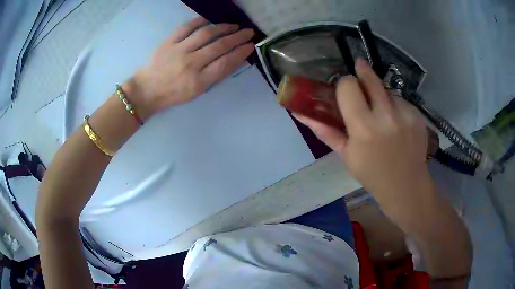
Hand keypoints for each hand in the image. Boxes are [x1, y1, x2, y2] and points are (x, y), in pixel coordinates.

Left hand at [124, 17, 254, 118]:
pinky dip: (200, 21)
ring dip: (223, 27)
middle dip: (238, 37)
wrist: (146, 91)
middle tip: (249, 32)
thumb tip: (232, 59)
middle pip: (219, 46)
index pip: (225, 63)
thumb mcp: (196, 92)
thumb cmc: (172, 94)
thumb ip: (214, 76)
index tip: (251, 45)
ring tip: (234, 25)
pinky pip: (187, 27)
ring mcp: (179, 51)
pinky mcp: (169, 42)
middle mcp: (190, 64)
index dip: (240, 53)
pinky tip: (210, 19)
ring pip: (206, 34)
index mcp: (198, 82)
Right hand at [296, 59, 429, 200]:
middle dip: (362, 72)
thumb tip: (300, 113)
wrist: (406, 186)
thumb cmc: (372, 174)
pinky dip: (396, 106)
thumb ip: (324, 130)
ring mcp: (405, 114)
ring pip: (387, 89)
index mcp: (363, 128)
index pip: (348, 85)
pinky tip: (397, 123)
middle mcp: (386, 116)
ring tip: (383, 115)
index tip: (345, 91)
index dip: (344, 85)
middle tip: (360, 71)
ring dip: (381, 96)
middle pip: (369, 77)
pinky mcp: (418, 115)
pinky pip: (401, 100)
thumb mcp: (345, 155)